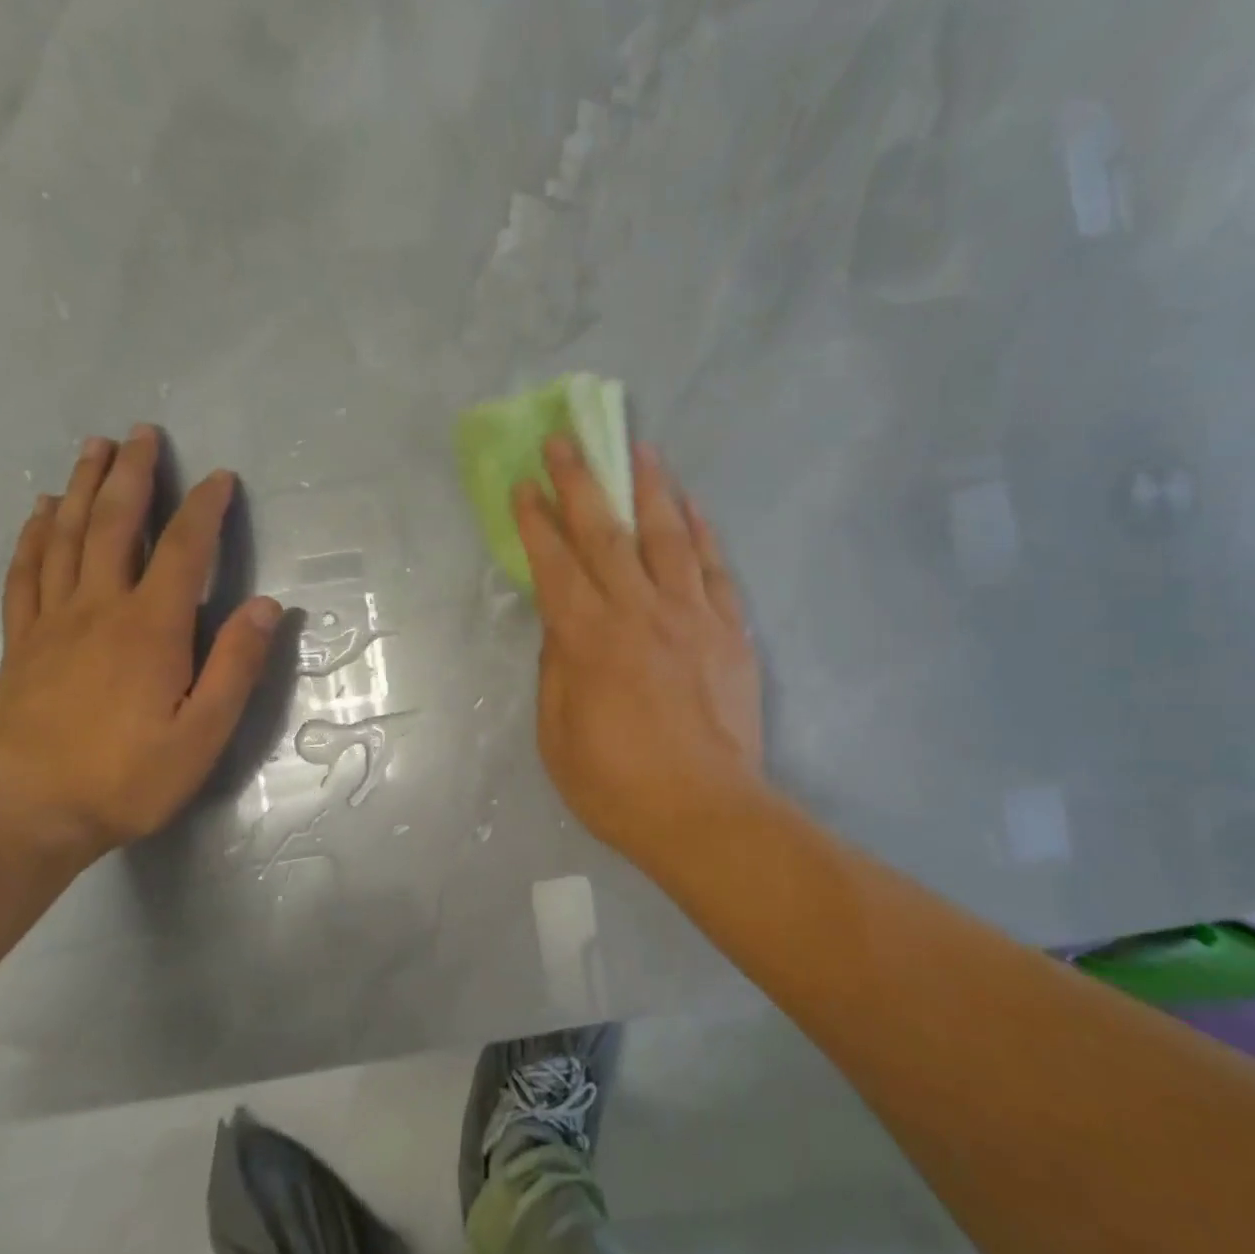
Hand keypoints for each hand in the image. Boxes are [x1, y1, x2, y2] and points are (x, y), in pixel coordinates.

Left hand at [0, 427, 281, 862]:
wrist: (26, 813)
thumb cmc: (128, 776)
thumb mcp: (204, 732)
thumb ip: (236, 664)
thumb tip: (267, 606)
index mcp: (151, 627)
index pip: (184, 550)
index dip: (205, 509)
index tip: (221, 477)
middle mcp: (100, 608)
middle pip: (115, 524)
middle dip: (133, 475)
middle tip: (142, 433)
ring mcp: (53, 621)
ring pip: (68, 536)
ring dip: (84, 487)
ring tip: (94, 448)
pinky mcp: (22, 640)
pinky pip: (27, 571)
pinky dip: (35, 533)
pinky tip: (43, 510)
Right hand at [515, 435, 765, 877]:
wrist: (706, 814)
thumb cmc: (618, 785)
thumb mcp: (558, 737)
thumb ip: (556, 672)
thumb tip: (561, 628)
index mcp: (589, 640)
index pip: (555, 564)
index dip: (536, 521)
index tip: (523, 485)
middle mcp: (639, 613)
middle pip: (606, 533)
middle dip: (581, 482)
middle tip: (566, 440)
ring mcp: (692, 617)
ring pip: (668, 536)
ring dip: (650, 488)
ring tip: (639, 448)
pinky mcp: (731, 633)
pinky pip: (716, 569)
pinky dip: (704, 533)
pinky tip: (693, 507)